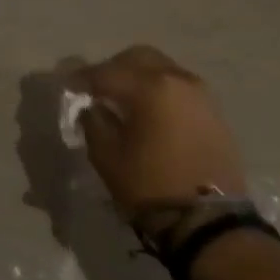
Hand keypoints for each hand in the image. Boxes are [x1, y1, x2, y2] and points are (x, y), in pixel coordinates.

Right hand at [78, 45, 247, 222]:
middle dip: (113, 69)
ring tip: (122, 102)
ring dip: (138, 78)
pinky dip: (159, 91)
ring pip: (161, 69)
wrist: (208, 221)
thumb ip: (94, 121)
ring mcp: (200, 94)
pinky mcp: (213, 111)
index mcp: (149, 87)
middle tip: (95, 90)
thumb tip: (91, 106)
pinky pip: (178, 88)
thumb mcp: (107, 156)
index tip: (66, 87)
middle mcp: (177, 79)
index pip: (105, 72)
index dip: (81, 78)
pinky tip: (147, 113)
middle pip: (137, 58)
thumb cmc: (150, 186)